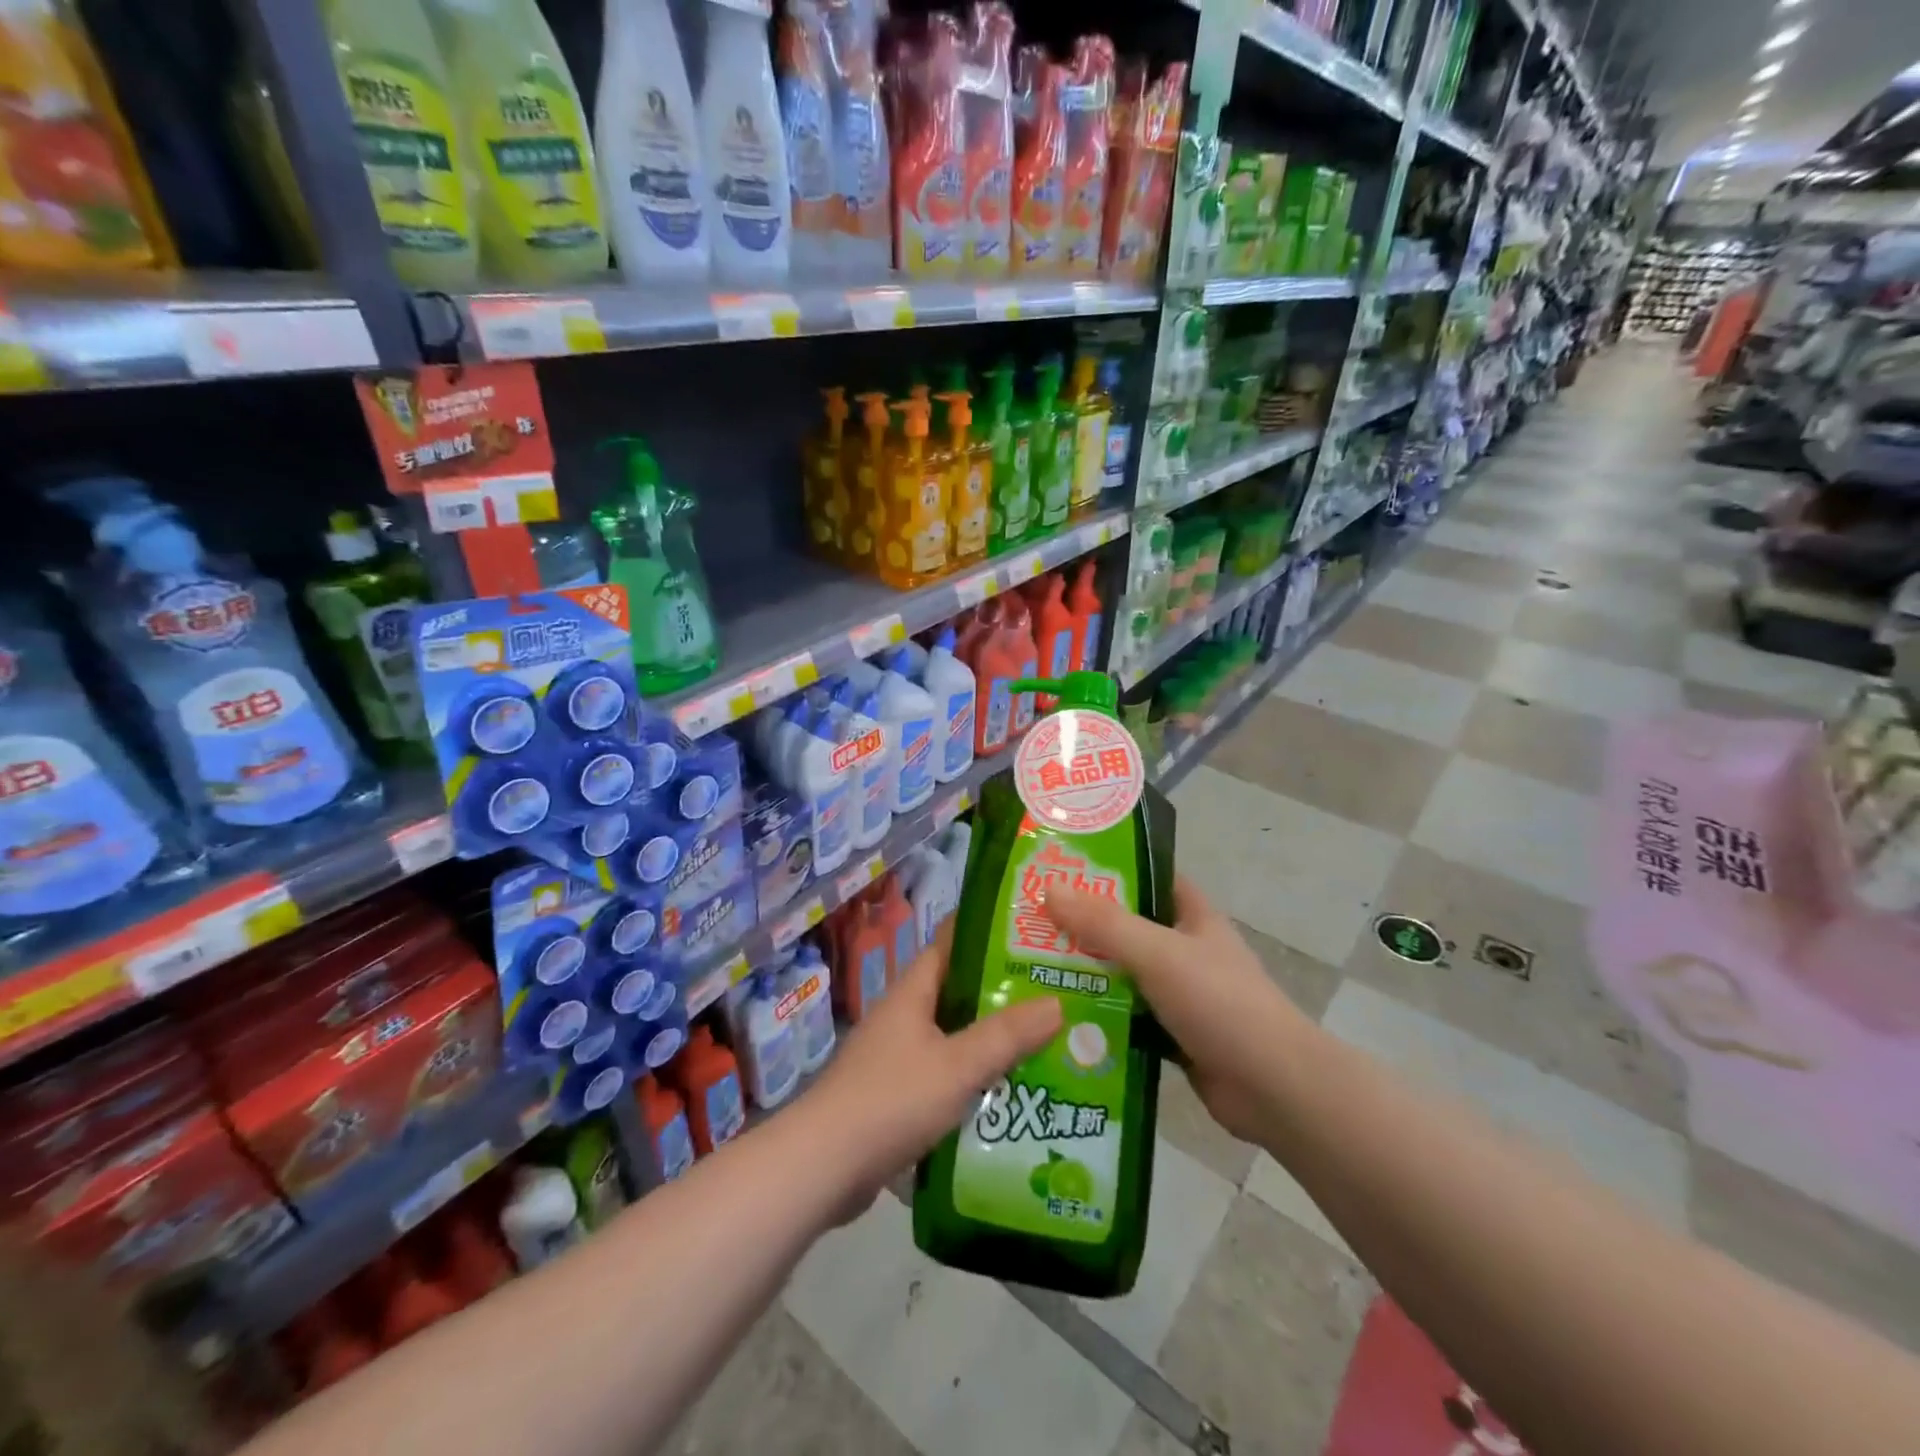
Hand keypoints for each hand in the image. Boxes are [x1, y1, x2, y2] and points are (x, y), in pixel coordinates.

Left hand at [800, 923, 1062, 1214]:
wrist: (823, 1166)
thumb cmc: (891, 1099)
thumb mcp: (957, 1065)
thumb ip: (1006, 1036)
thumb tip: (1057, 1002)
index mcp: (911, 994)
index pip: (949, 946)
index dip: (986, 936)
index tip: (1030, 938)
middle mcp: (901, 1018)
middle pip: (955, 994)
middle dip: (1000, 995)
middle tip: (1052, 996)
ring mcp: (894, 1058)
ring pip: (951, 1038)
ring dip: (988, 1042)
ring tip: (1042, 1045)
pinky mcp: (893, 1097)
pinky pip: (942, 1076)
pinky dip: (971, 1080)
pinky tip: (1005, 1095)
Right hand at [1044, 876, 1309, 1143]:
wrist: (1274, 1089)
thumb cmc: (1220, 1003)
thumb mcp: (1158, 953)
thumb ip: (1104, 923)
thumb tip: (1048, 888)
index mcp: (1192, 916)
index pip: (1147, 878)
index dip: (1108, 869)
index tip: (1059, 868)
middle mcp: (1185, 949)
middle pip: (1126, 927)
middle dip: (1082, 925)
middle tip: (1027, 922)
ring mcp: (1179, 994)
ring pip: (1122, 974)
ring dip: (1085, 973)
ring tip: (1028, 967)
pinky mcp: (1172, 1035)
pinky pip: (1126, 1017)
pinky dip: (1098, 1017)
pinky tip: (1057, 1018)